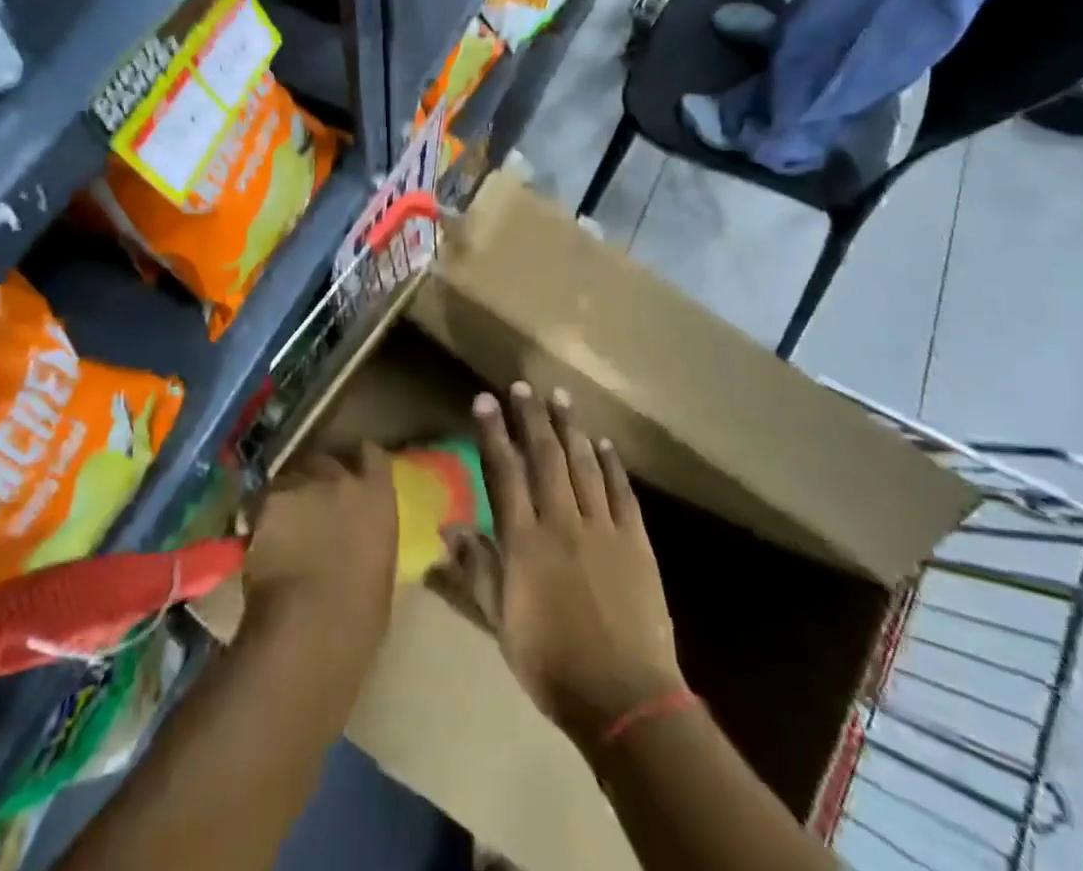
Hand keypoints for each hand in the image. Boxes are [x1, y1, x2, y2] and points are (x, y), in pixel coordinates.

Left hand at [242, 446, 398, 633]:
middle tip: (310, 503)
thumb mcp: (380, 568)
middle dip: (317, 477)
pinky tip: (257, 538)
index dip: (362, 459)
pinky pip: (262, 500)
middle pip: (326, 461)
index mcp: (378, 497)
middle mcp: (342, 480)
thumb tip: (358, 538)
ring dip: (288, 494)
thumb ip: (369, 538)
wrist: (311, 628)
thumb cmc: (360, 616)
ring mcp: (303, 486)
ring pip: (290, 477)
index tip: (355, 468)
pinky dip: (260, 515)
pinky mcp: (268, 501)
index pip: (374, 456)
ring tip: (280, 521)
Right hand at [443, 382, 686, 756]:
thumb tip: (447, 527)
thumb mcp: (501, 623)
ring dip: (570, 428)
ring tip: (560, 397)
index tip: (485, 401)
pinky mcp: (635, 540)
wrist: (623, 697)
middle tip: (523, 386)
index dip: (493, 434)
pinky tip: (603, 442)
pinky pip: (621, 491)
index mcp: (525, 542)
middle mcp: (562, 522)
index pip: (504, 473)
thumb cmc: (551, 663)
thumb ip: (475, 570)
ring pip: (583, 465)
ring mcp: (602, 527)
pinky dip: (611, 463)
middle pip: (545, 457)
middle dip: (532, 418)